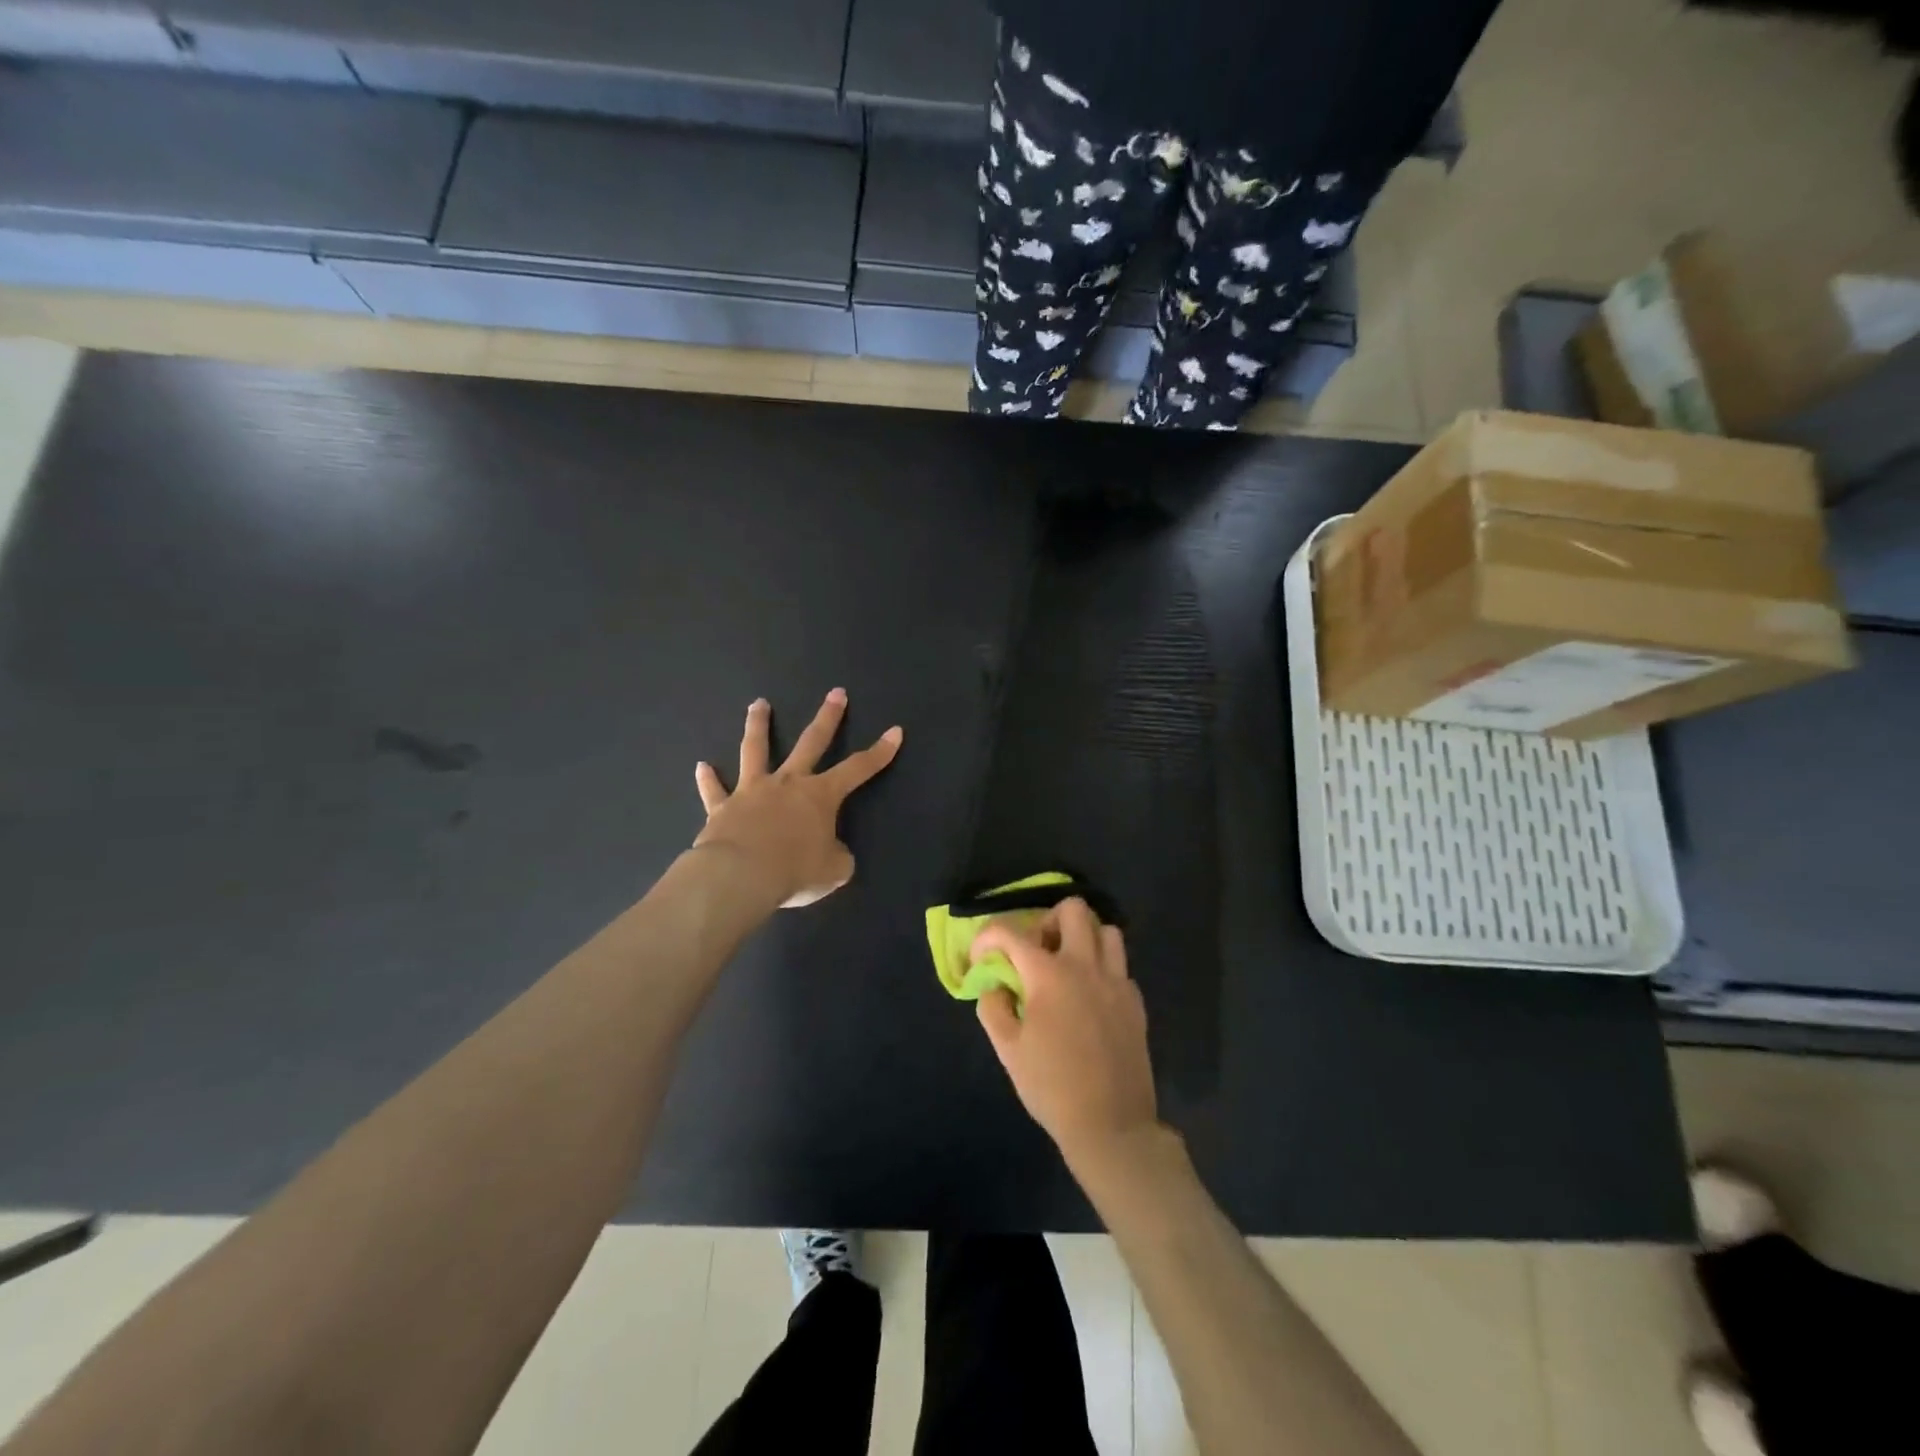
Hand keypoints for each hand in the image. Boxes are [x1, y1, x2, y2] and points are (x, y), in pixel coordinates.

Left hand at [693, 689, 902, 908]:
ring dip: (758, 725)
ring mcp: (752, 791)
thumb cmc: (794, 870)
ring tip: (758, 704)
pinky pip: (714, 791)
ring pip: (755, 750)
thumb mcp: (833, 871)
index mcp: (820, 795)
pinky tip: (702, 766)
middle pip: (811, 742)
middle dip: (827, 717)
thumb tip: (833, 854)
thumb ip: (837, 857)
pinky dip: (708, 779)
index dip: (880, 752)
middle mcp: (787, 783)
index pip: (858, 769)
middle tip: (836, 693)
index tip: (895, 732)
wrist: (740, 876)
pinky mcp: (722, 808)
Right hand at [973, 899, 1158, 1168]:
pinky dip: (1102, 969)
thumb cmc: (1052, 1087)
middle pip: (1073, 909)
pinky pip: (1120, 965)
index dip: (988, 937)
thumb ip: (994, 1008)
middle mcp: (1085, 965)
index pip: (1010, 932)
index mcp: (1049, 974)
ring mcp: (1116, 981)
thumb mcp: (1008, 1050)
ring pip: (1106, 931)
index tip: (981, 957)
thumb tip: (995, 986)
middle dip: (1048, 920)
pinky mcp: (1135, 1001)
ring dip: (1083, 938)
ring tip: (1067, 966)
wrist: (1111, 1125)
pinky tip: (1090, 998)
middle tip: (1037, 952)